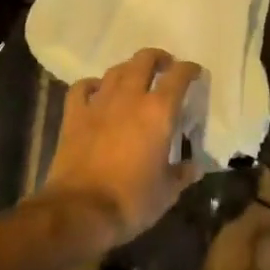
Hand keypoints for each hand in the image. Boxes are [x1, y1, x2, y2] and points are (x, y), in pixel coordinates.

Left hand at [42, 47, 203, 249]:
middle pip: (144, 60)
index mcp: (159, 112)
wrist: (79, 211)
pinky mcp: (74, 116)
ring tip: (136, 77)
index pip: (179, 76)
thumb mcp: (167, 192)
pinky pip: (82, 88)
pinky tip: (97, 92)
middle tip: (165, 66)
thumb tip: (194, 168)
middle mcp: (130, 98)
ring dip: (129, 69)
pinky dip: (93, 85)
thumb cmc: (131, 200)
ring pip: (116, 70)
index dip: (189, 70)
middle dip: (158, 58)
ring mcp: (99, 104)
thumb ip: (182, 174)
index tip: (195, 72)